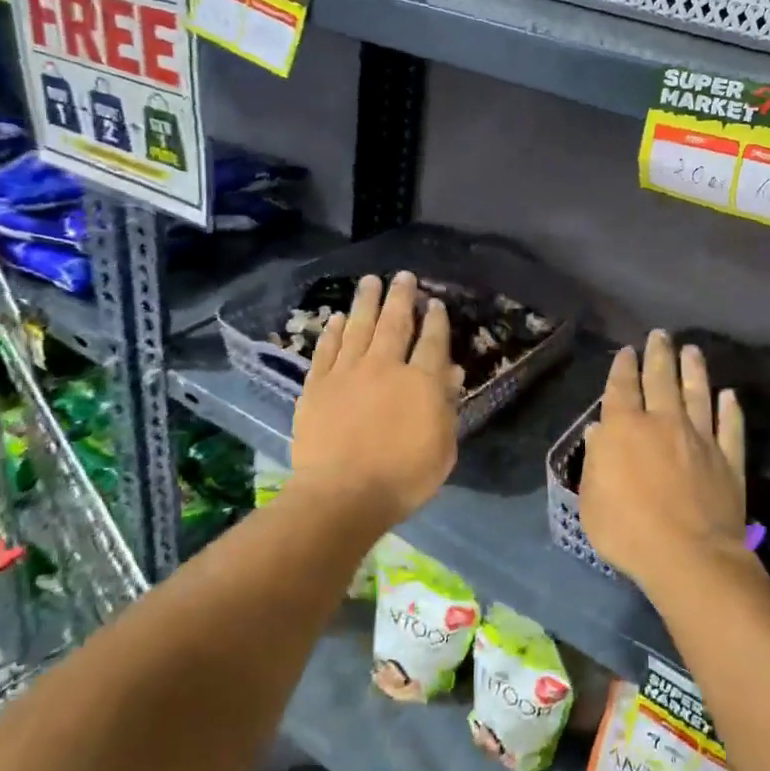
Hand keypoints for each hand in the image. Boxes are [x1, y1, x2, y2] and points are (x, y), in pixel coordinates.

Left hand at [290, 272, 461, 527]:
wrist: (343, 494)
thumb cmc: (403, 478)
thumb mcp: (442, 448)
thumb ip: (446, 407)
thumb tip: (451, 373)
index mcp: (420, 383)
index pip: (432, 342)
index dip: (435, 320)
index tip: (435, 303)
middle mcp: (384, 367)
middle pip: (394, 323)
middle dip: (401, 297)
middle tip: (403, 276)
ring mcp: (347, 372)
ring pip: (358, 327)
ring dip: (366, 302)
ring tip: (370, 281)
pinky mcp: (317, 385)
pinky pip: (326, 349)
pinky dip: (332, 331)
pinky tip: (336, 317)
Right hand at [580, 331, 746, 595]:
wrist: (689, 555)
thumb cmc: (627, 530)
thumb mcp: (591, 500)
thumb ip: (595, 461)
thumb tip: (600, 431)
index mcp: (624, 429)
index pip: (621, 388)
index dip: (622, 367)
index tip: (626, 351)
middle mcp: (663, 423)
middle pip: (661, 380)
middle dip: (658, 354)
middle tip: (660, 334)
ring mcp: (700, 438)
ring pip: (697, 394)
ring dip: (693, 370)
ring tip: (692, 350)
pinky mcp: (728, 459)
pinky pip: (730, 426)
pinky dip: (729, 409)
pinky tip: (729, 396)